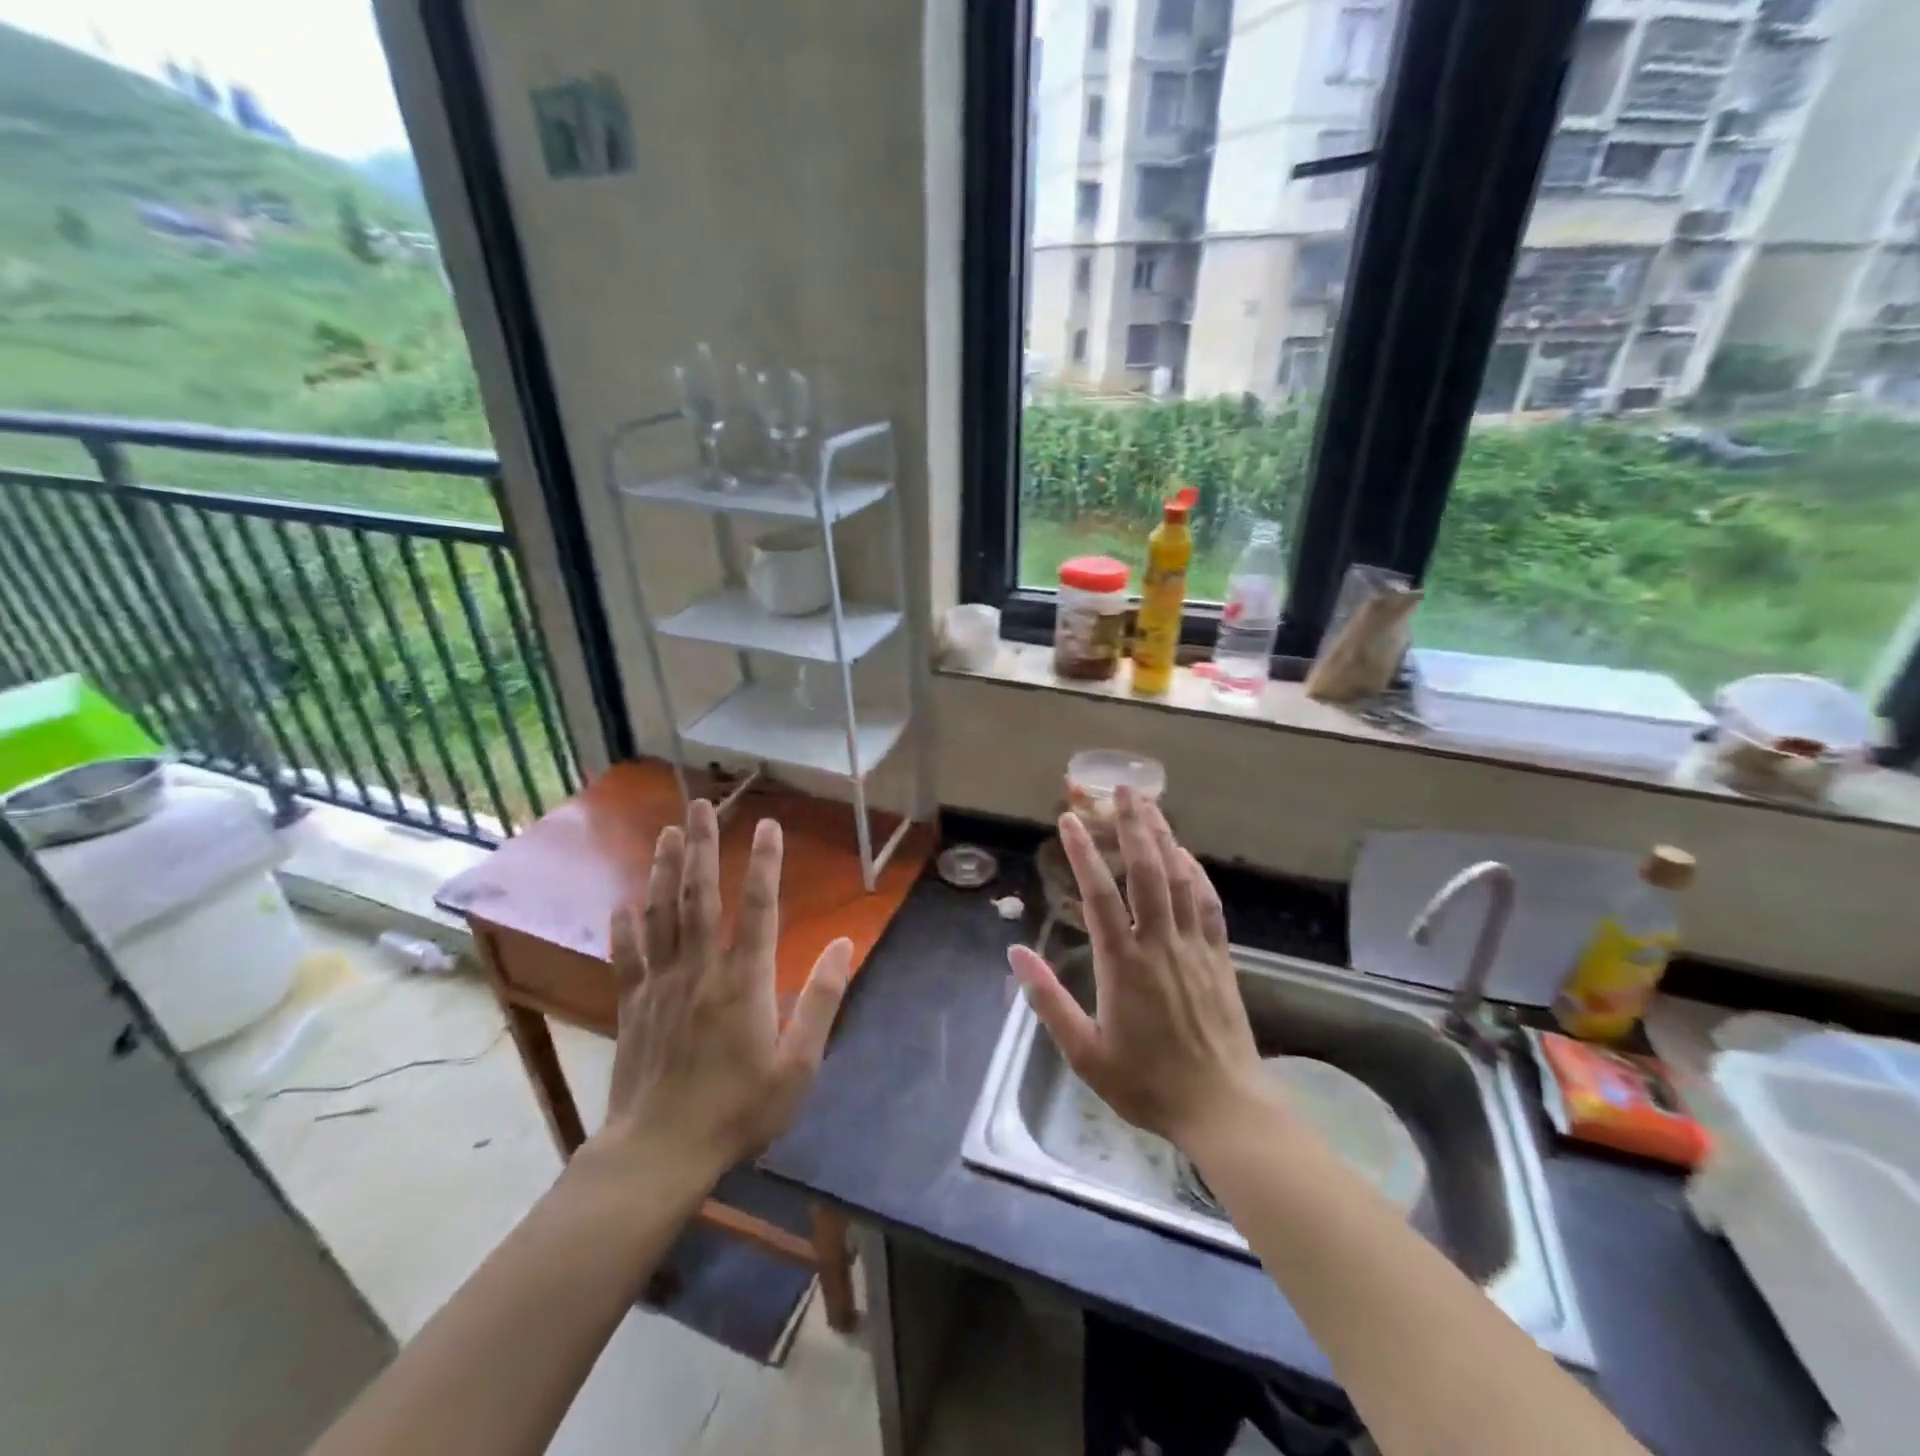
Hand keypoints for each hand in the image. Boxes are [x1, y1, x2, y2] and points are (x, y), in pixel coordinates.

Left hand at [587, 798, 852, 1181]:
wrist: (659, 1154)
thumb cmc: (738, 1110)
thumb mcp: (798, 1065)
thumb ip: (821, 1000)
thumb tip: (845, 945)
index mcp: (744, 980)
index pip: (758, 907)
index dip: (765, 863)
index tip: (768, 825)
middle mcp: (700, 969)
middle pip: (699, 895)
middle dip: (700, 845)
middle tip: (698, 804)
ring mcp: (660, 984)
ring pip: (661, 914)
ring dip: (663, 870)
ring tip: (665, 832)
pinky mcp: (633, 1006)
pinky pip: (627, 957)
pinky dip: (624, 928)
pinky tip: (623, 903)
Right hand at [1008, 788, 1265, 1147]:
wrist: (1222, 1107)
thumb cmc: (1146, 1082)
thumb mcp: (1084, 1052)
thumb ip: (1048, 1000)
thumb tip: (1016, 952)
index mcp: (1123, 964)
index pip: (1099, 895)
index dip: (1083, 853)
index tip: (1070, 820)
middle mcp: (1160, 944)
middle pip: (1147, 871)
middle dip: (1133, 825)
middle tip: (1122, 789)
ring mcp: (1194, 947)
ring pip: (1180, 878)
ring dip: (1164, 838)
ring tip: (1150, 805)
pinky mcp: (1219, 957)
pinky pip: (1209, 903)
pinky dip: (1196, 873)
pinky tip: (1186, 855)